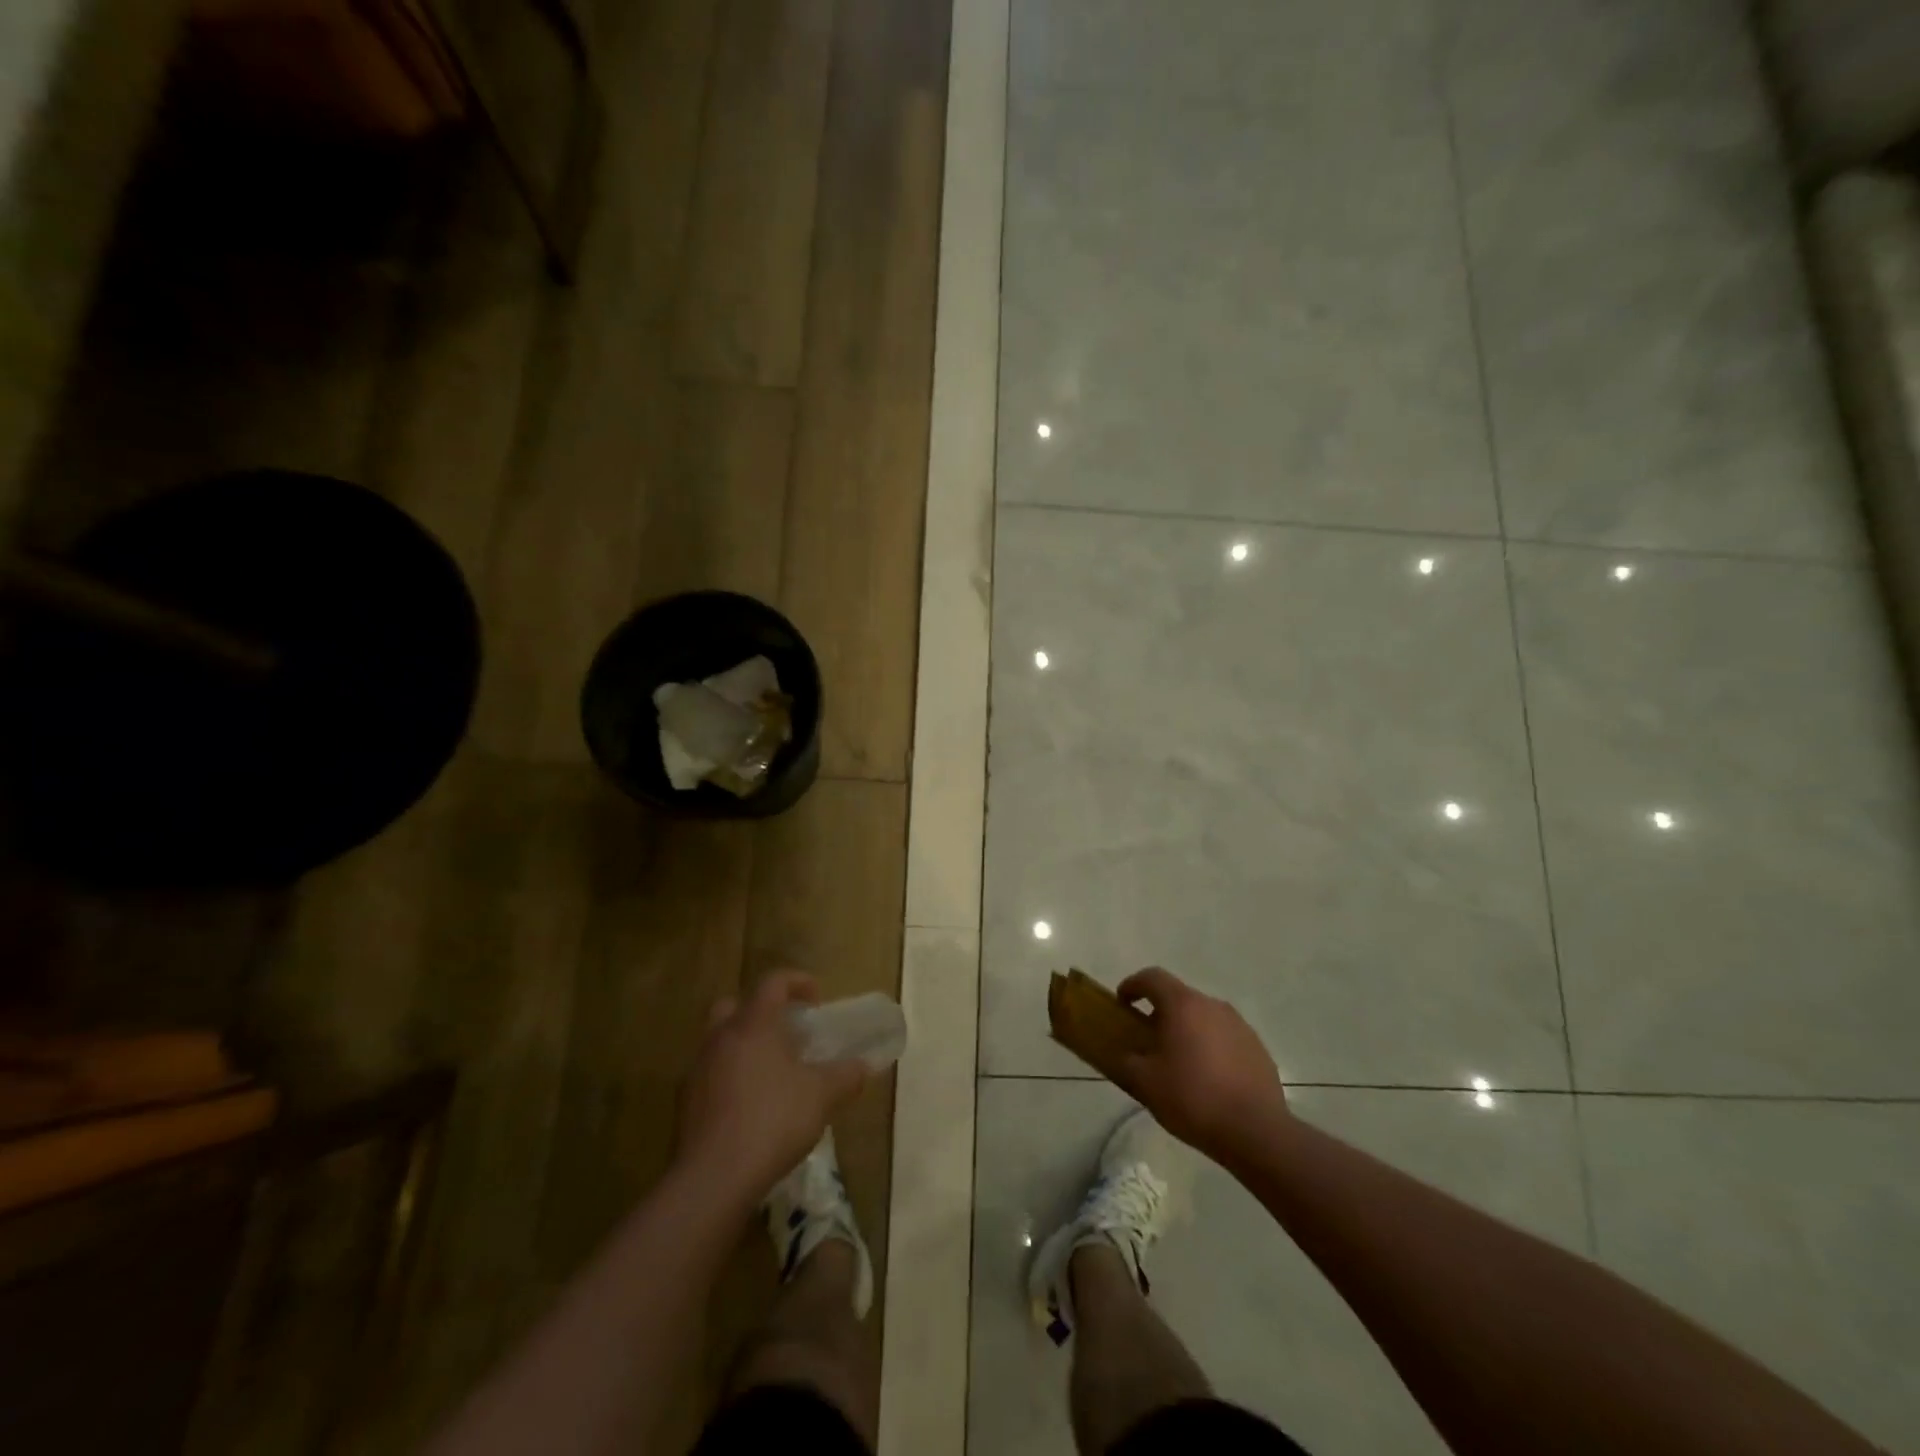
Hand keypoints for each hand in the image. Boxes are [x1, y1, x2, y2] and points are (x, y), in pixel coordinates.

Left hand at [674, 971, 867, 1211]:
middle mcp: (721, 1037)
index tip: (816, 999)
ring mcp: (698, 1069)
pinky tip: (749, 1105)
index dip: (797, 981)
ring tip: (770, 1072)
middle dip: (760, 1011)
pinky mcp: (685, 1103)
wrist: (715, 1177)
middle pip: (735, 1005)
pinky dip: (729, 1078)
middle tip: (784, 1032)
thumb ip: (845, 1076)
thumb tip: (864, 1066)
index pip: (773, 982)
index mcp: (754, 1024)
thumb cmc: (773, 1120)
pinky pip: (710, 1075)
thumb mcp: (822, 1096)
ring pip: (719, 1041)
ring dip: (743, 1046)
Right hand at [1115, 967, 1288, 1160]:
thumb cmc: (1193, 1098)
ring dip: (1188, 1031)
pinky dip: (1211, 1048)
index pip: (1152, 977)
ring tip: (1180, 1063)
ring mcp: (1240, 1026)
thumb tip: (1126, 1054)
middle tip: (1150, 1040)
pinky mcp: (1258, 1049)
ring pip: (1205, 1018)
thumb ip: (1128, 1061)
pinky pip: (1226, 1039)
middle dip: (1161, 1013)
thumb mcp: (1145, 1083)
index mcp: (1183, 1005)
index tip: (1122, 1002)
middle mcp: (1213, 1006)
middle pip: (1180, 998)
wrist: (1256, 1132)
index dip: (1133, 985)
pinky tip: (1209, 1079)